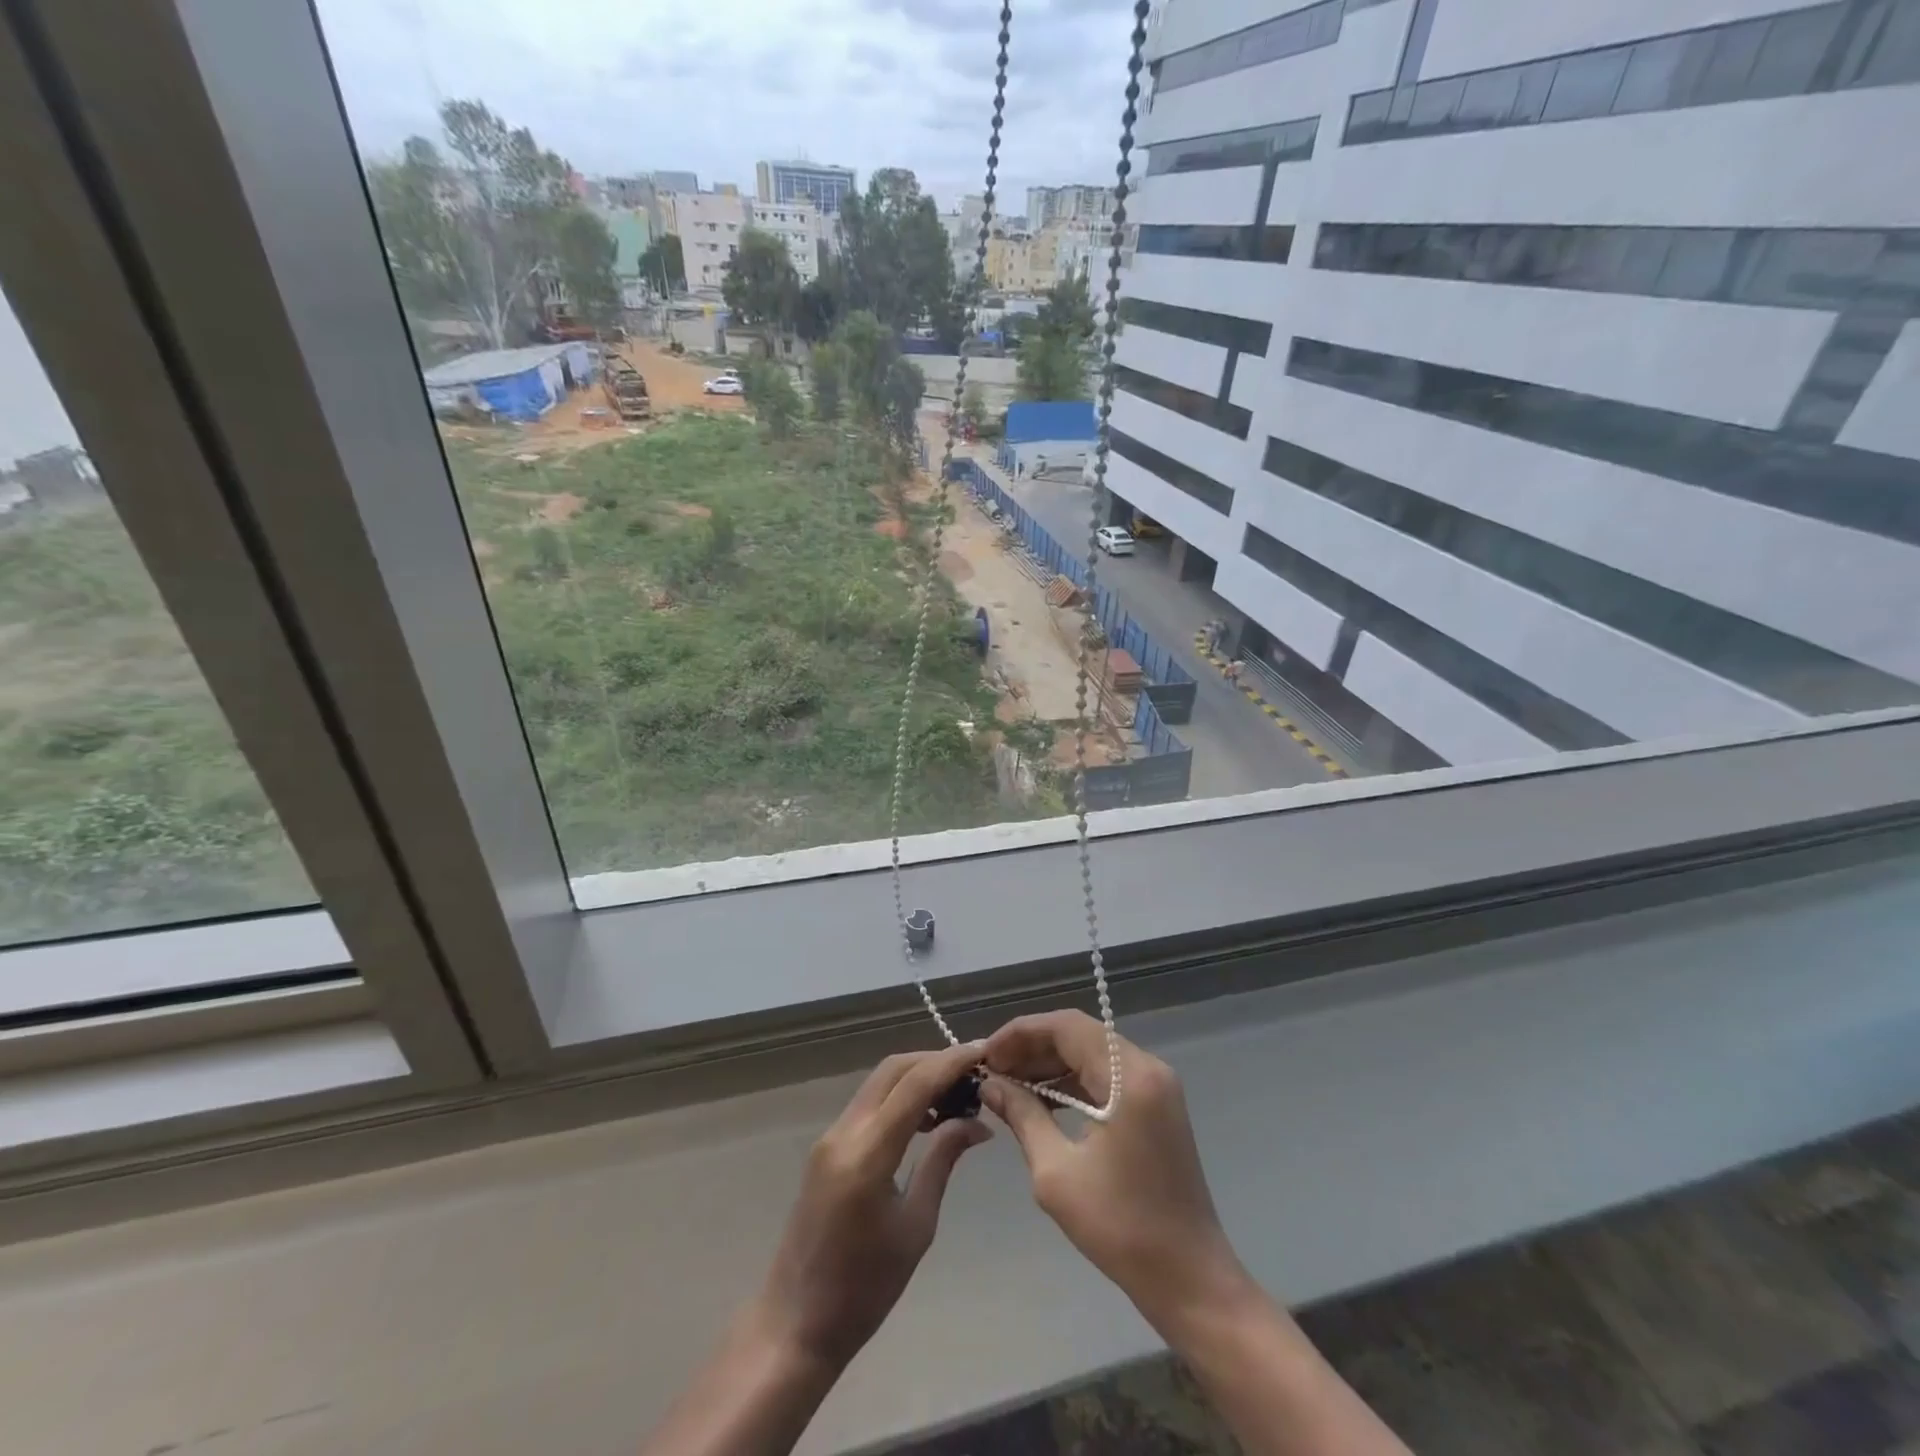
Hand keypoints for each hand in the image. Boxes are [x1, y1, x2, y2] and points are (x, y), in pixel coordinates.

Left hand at [751, 1040, 992, 1370]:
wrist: (796, 1322)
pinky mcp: (826, 1147)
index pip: (915, 1084)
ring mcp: (830, 1136)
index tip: (985, 1051)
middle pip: (893, 1070)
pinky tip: (926, 1117)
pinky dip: (899, 1096)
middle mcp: (844, 1132)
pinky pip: (868, 1103)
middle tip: (974, 1071)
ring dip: (917, 1076)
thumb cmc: (865, 1288)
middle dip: (934, 1061)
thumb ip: (942, 1162)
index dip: (952, 1062)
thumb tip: (978, 1124)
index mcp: (867, 1153)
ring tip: (957, 1094)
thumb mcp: (916, 1226)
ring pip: (879, 1082)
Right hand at [981, 1011, 1251, 1333]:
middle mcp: (1147, 1068)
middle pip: (1080, 1035)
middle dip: (1032, 1047)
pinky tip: (1041, 1100)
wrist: (1189, 1279)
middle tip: (992, 1069)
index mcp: (1129, 1076)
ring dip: (1050, 1064)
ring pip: (1092, 1053)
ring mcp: (1156, 1086)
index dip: (1021, 1033)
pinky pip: (1106, 1076)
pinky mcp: (1156, 1106)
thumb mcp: (1056, 1172)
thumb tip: (990, 1085)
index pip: (1067, 1026)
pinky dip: (1072, 1082)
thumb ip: (1022, 1116)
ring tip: (1008, 1083)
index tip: (986, 1054)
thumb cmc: (1121, 1227)